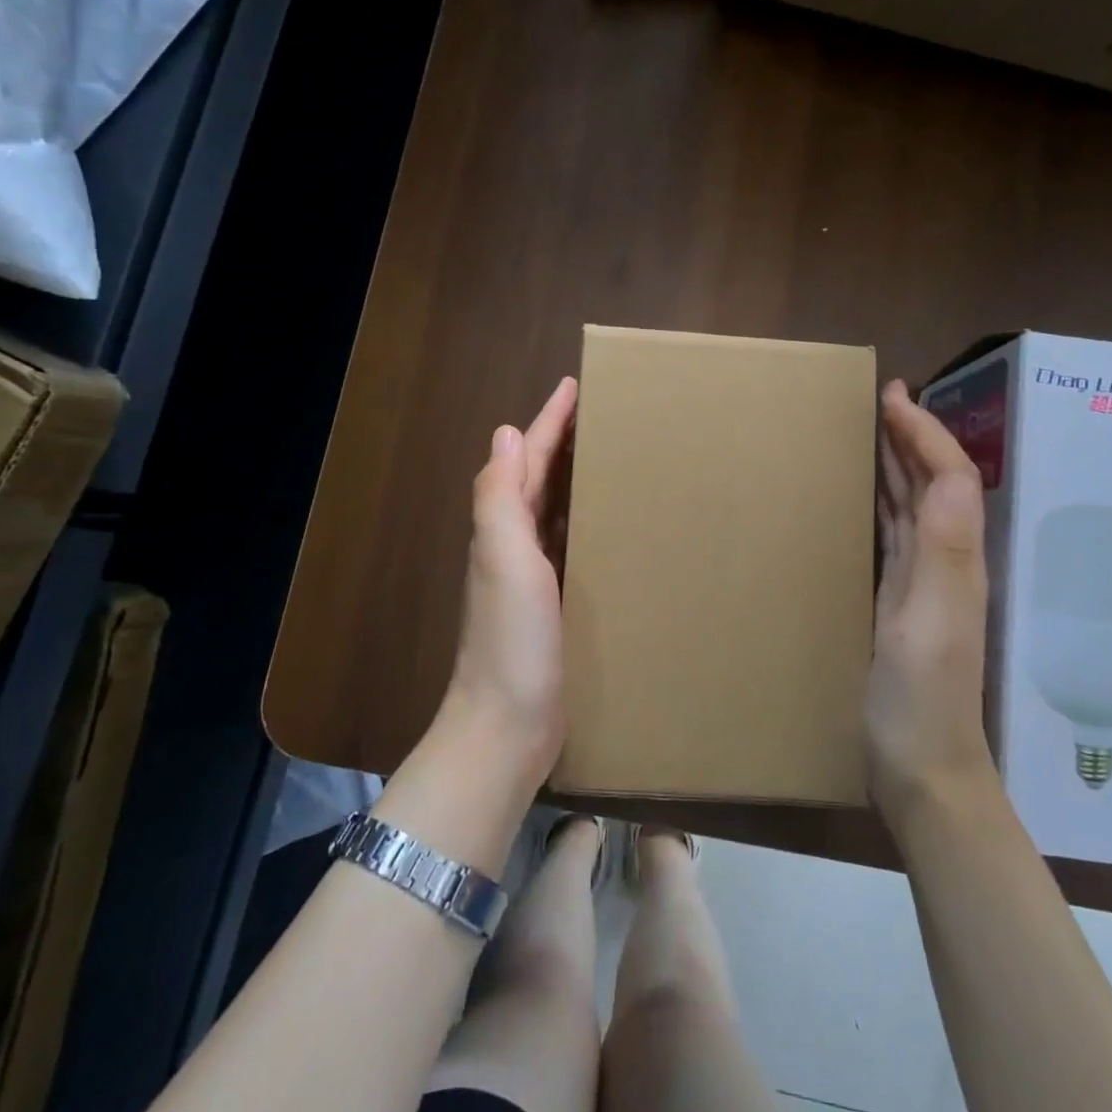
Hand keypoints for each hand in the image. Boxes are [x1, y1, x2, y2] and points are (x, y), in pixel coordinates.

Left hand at [446, 376, 577, 789]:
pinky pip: (571, 545)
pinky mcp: (555, 604)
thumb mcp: (503, 559)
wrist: (508, 726)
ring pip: (555, 509)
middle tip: (603, 414)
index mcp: (503, 527)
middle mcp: (514, 544)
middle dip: (563, 441)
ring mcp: (534, 576)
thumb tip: (504, 433)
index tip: (576, 385)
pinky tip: (609, 524)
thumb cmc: (510, 638)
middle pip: (538, 477)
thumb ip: (498, 497)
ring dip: (574, 478)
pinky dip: (584, 521)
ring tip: (612, 455)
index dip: (548, 420)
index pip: (526, 457)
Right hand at [868, 380, 994, 818]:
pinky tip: (865, 497)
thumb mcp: (928, 623)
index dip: (924, 431)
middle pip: (935, 482)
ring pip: (913, 505)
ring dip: (898, 463)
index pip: (949, 476)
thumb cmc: (920, 699)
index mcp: (956, 559)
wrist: (921, 770)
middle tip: (880, 399)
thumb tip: (950, 472)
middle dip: (912, 435)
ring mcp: (923, 584)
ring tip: (871, 431)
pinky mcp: (899, 603)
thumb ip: (943, 551)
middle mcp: (945, 562)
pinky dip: (882, 503)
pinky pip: (894, 535)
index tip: (891, 395)